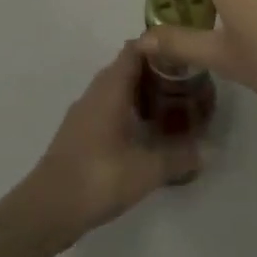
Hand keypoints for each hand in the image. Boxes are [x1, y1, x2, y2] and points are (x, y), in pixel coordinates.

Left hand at [15, 43, 198, 249]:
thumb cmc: (98, 178)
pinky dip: (126, 111)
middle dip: (154, 71)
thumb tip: (210, 150)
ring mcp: (82, 114)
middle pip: (125, 68)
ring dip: (139, 92)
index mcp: (110, 89)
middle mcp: (94, 93)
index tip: (184, 54)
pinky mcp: (78, 134)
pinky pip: (106, 109)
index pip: (133, 50)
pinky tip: (143, 132)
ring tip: (169, 106)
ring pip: (114, 90)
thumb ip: (179, 157)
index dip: (158, 47)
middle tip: (185, 82)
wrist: (47, 209)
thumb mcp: (146, 170)